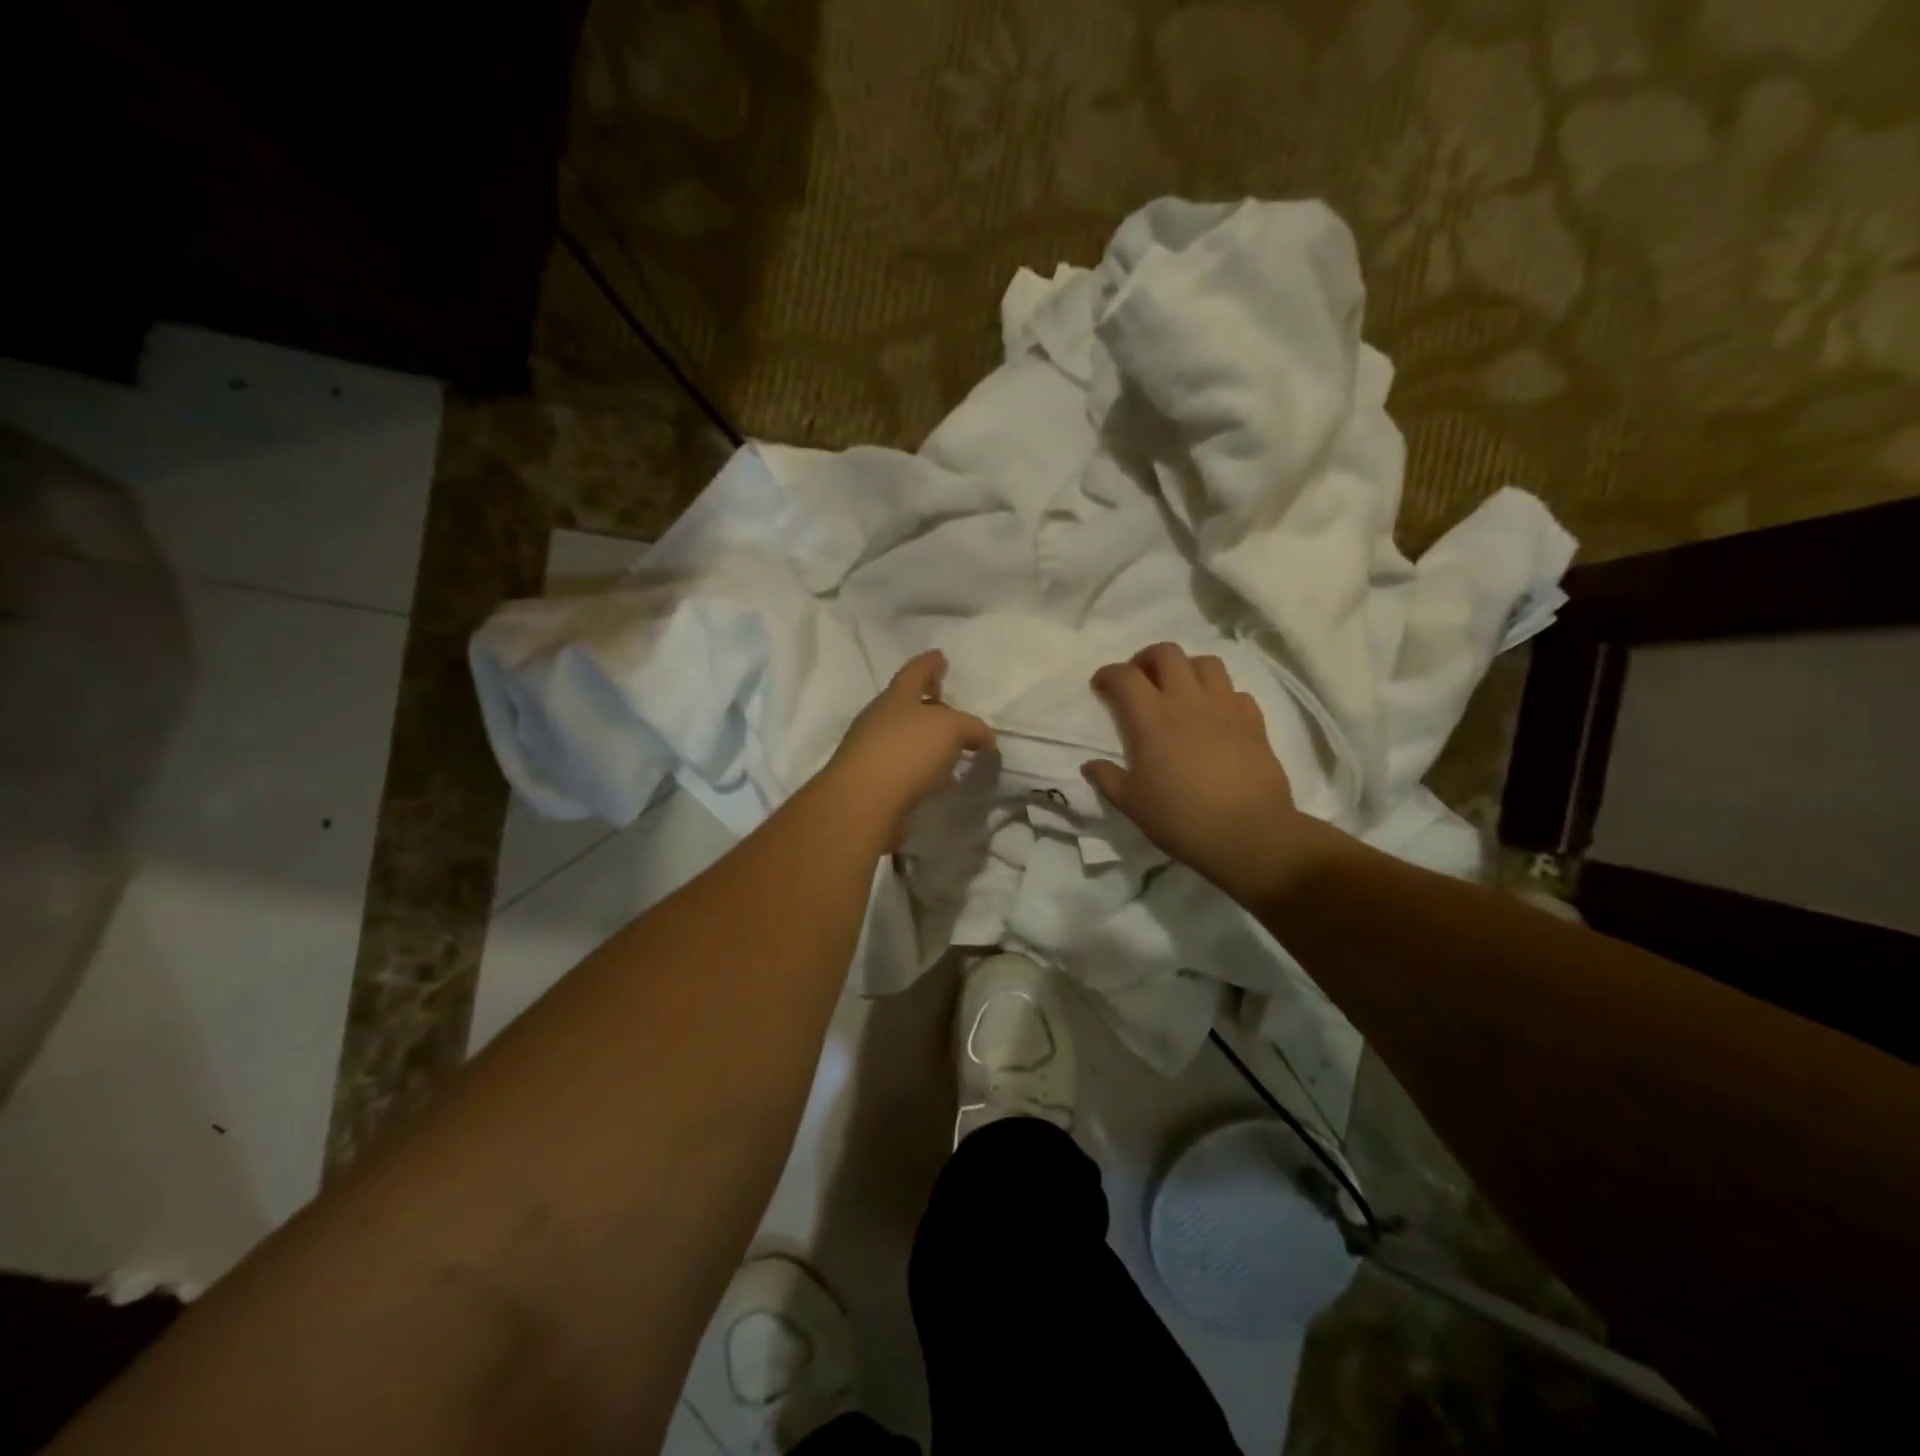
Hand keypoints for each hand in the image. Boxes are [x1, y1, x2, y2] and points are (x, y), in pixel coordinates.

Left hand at [822, 650, 994, 843]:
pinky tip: (933, 778)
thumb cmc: (907, 751)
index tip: (940, 657)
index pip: (915, 672)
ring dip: (922, 739)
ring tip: (946, 748)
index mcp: (896, 697)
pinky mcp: (870, 782)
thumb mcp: (951, 729)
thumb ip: (972, 728)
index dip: (930, 664)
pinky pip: (900, 767)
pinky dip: (917, 767)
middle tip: (947, 707)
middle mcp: (879, 719)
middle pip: (904, 704)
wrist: (863, 803)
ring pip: (902, 737)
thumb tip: (984, 739)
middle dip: (926, 704)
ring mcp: (870, 751)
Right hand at [1084, 643, 1339, 905]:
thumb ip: (1108, 779)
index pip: (1124, 676)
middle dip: (1146, 659)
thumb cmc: (1181, 818)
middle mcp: (1187, 701)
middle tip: (1140, 681)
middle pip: (1166, 653)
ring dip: (1187, 669)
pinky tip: (1216, 716)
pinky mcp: (1253, 721)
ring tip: (1179, 691)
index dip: (1108, 675)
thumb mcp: (1132, 804)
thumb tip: (1090, 765)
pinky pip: (1236, 692)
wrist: (1249, 834)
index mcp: (1151, 718)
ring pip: (1205, 663)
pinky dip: (1221, 696)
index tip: (1101, 687)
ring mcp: (1225, 707)